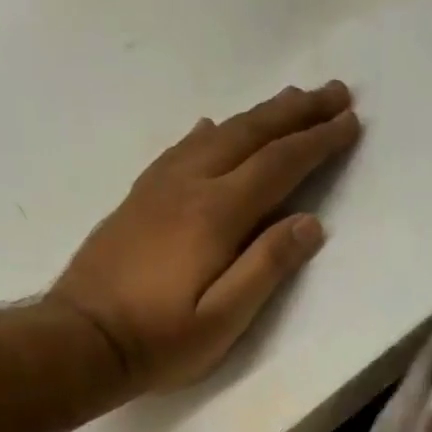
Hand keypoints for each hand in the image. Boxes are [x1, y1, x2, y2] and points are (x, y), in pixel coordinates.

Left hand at [49, 82, 360, 393]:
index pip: (278, 164)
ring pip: (216, 133)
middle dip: (296, 111)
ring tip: (289, 99)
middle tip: (335, 91)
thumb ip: (267, 267)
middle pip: (249, 134)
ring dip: (258, 114)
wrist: (80, 340)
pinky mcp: (138, 198)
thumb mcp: (223, 319)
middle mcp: (188, 186)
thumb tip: (310, 223)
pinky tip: (213, 126)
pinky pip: (182, 148)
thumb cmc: (159, 339)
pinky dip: (210, 131)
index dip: (317, 141)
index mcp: (215, 214)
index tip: (351, 121)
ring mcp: (158, 188)